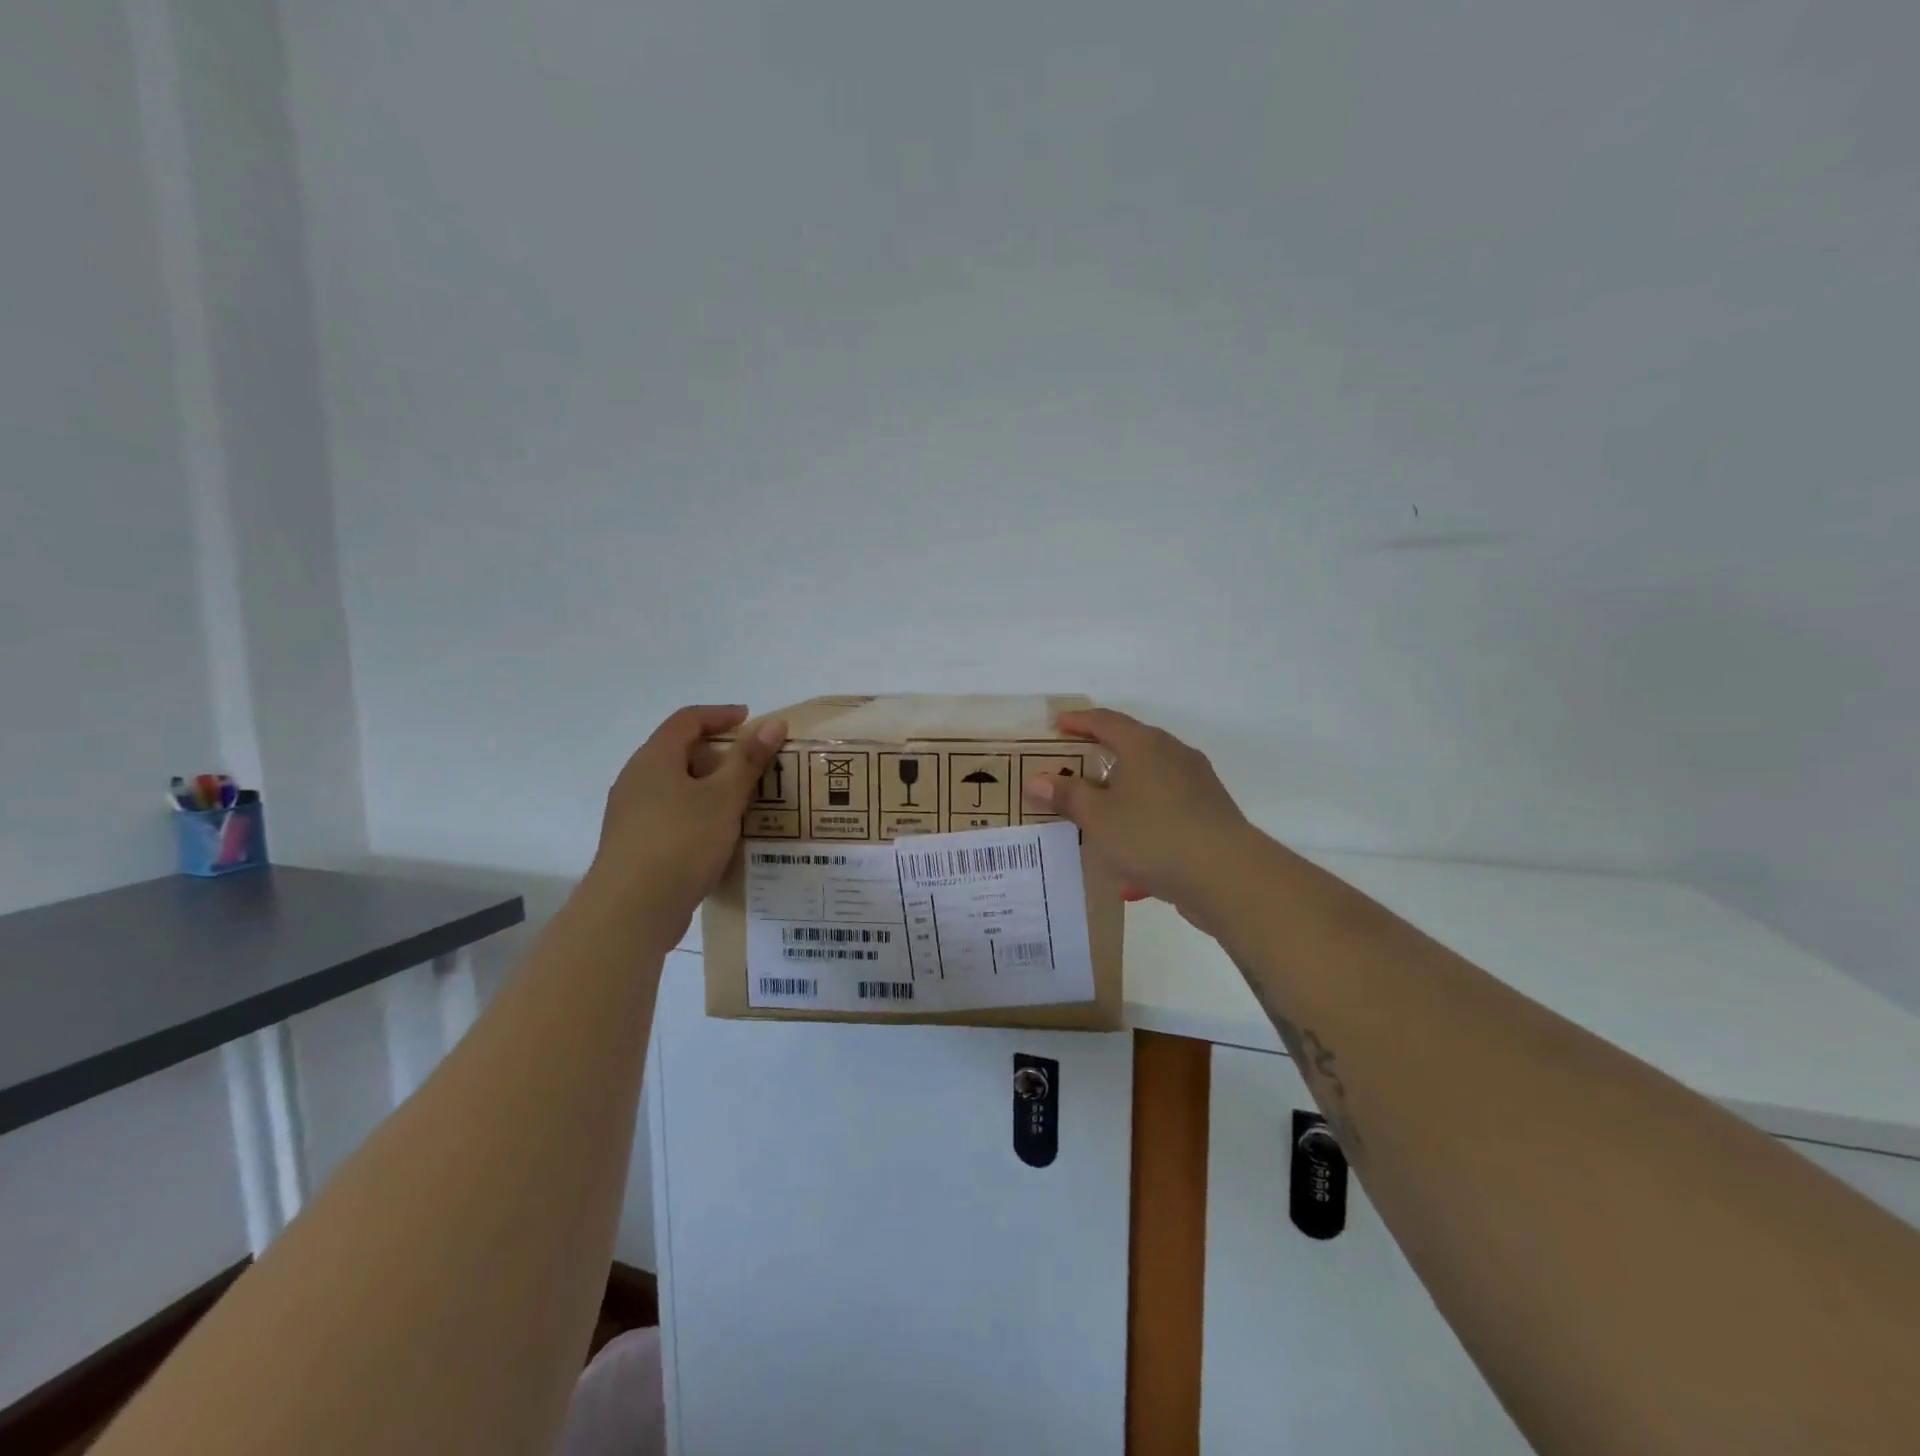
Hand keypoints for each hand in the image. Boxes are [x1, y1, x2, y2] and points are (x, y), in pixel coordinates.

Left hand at [587, 705, 787, 934]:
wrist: (631, 911)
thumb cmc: (680, 842)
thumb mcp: (723, 798)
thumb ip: (748, 760)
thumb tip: (773, 723)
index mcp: (654, 760)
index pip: (687, 720)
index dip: (720, 715)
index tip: (751, 720)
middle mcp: (637, 780)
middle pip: (680, 752)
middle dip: (719, 753)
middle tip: (754, 764)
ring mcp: (632, 815)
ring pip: (676, 787)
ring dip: (710, 787)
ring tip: (745, 801)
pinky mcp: (636, 845)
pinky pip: (672, 815)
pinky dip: (699, 813)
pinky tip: (721, 835)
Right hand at [1023, 708, 1253, 923]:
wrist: (1227, 875)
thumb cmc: (1154, 834)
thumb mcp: (1099, 817)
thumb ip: (1067, 796)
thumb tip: (1037, 779)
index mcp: (1146, 745)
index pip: (1106, 721)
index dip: (1079, 721)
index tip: (1057, 725)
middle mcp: (1174, 754)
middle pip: (1132, 745)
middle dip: (1102, 754)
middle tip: (1073, 764)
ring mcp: (1197, 784)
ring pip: (1151, 777)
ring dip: (1124, 787)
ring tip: (1099, 806)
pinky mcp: (1209, 813)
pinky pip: (1166, 805)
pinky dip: (1143, 814)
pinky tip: (1130, 843)